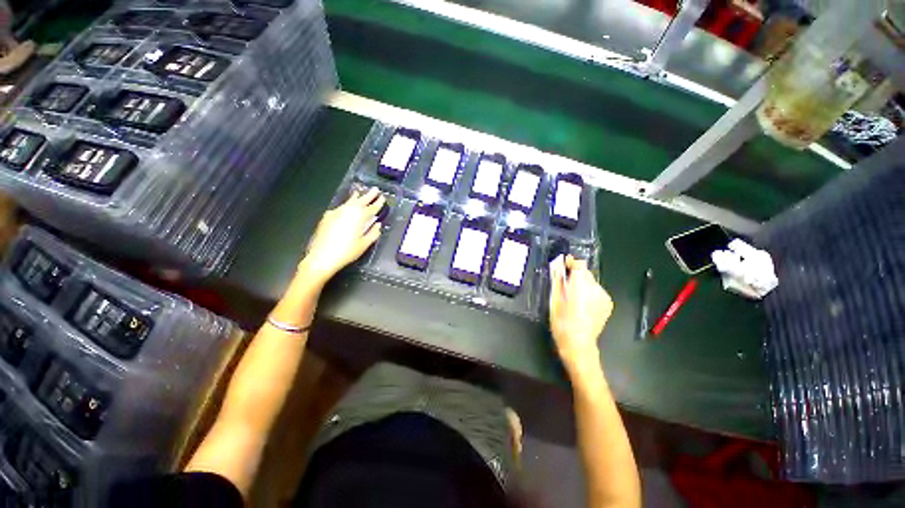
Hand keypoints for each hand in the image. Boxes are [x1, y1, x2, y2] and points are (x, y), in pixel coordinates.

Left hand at [300, 187, 383, 284]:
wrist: (322, 257)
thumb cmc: (346, 252)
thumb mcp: (364, 244)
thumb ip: (373, 233)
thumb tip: (377, 225)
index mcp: (359, 217)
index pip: (372, 207)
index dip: (378, 203)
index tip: (382, 198)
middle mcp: (348, 211)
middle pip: (361, 200)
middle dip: (369, 195)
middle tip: (375, 189)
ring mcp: (336, 213)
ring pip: (348, 202)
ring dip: (356, 197)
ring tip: (359, 193)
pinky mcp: (327, 217)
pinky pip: (340, 207)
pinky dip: (346, 205)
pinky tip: (346, 208)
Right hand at [549, 256, 613, 372]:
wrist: (578, 344)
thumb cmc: (561, 322)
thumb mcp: (554, 300)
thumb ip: (557, 281)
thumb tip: (558, 268)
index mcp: (580, 286)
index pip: (579, 265)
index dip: (571, 262)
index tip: (564, 263)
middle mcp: (595, 289)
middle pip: (585, 273)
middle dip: (575, 275)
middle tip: (565, 283)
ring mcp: (603, 296)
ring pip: (591, 282)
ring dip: (582, 284)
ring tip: (573, 296)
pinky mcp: (608, 303)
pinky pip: (597, 291)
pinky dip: (589, 292)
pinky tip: (583, 303)